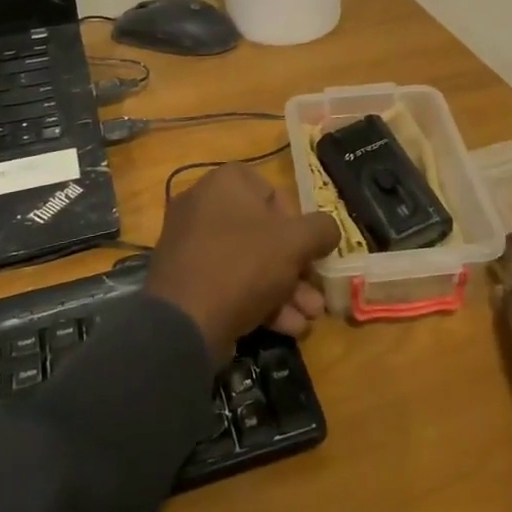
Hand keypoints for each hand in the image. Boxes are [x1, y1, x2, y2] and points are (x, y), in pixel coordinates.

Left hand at [145, 163, 340, 363]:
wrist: (183, 323)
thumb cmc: (243, 265)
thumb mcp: (295, 243)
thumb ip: (321, 230)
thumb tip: (329, 230)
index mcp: (225, 182)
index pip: (272, 192)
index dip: (297, 222)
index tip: (308, 250)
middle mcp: (203, 205)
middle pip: (263, 233)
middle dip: (296, 268)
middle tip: (315, 294)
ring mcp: (190, 244)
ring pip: (249, 262)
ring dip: (284, 290)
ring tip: (308, 318)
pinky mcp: (185, 280)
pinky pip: (228, 281)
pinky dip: (257, 300)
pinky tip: (286, 328)